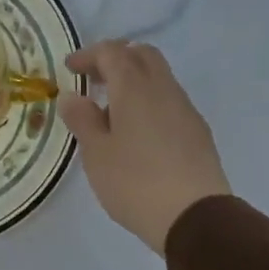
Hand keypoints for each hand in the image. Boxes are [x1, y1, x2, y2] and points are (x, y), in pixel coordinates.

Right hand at [58, 41, 231, 253]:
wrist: (194, 217)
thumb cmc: (135, 182)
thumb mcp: (97, 153)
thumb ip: (82, 120)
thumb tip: (72, 97)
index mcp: (135, 88)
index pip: (112, 52)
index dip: (89, 55)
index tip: (70, 69)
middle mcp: (164, 90)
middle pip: (142, 56)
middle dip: (116, 59)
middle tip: (93, 80)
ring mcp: (185, 110)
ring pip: (159, 78)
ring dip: (134, 82)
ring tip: (111, 112)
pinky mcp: (198, 132)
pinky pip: (169, 102)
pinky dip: (149, 102)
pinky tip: (137, 133)